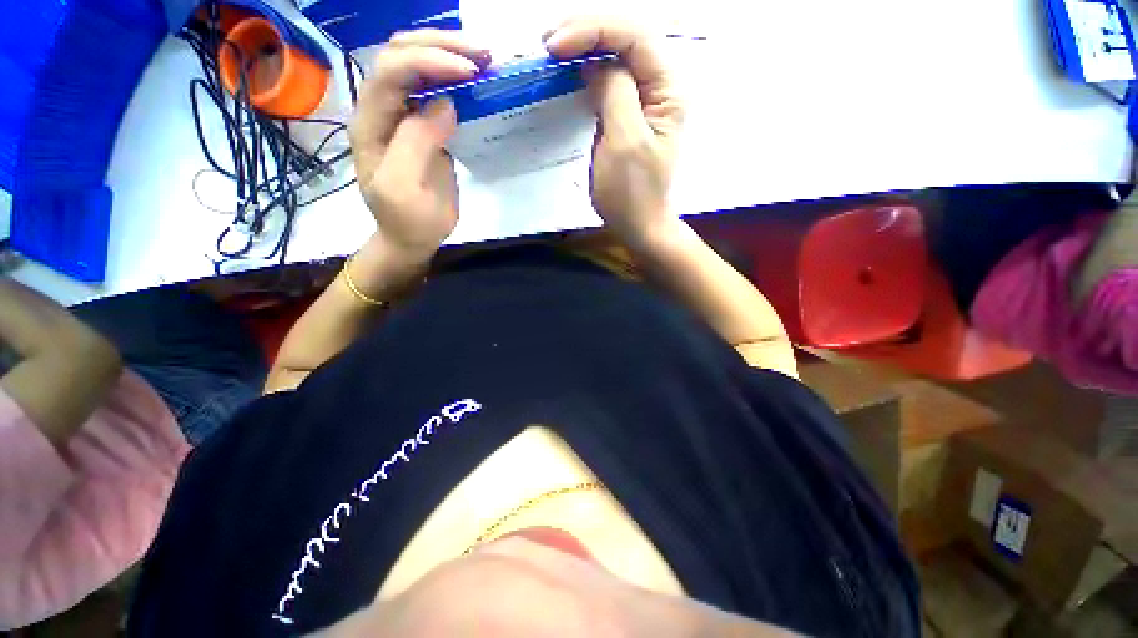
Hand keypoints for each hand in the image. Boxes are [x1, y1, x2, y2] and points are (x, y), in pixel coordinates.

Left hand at [349, 31, 488, 264]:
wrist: (412, 237)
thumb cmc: (407, 220)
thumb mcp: (404, 188)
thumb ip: (416, 142)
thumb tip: (445, 104)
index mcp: (370, 123)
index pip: (391, 72)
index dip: (428, 62)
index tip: (469, 71)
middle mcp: (382, 110)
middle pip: (400, 54)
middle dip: (440, 45)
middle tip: (482, 54)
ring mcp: (403, 115)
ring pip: (417, 65)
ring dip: (448, 53)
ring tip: (484, 59)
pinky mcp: (423, 126)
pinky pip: (434, 89)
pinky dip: (455, 76)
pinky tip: (476, 77)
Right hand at [545, 19, 684, 248]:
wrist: (639, 225)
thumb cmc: (633, 192)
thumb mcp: (624, 141)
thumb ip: (614, 92)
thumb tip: (594, 61)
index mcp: (667, 90)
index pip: (634, 37)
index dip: (594, 31)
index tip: (555, 46)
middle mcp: (659, 88)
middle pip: (626, 39)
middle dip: (587, 32)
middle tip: (548, 43)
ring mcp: (644, 102)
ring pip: (616, 57)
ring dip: (584, 48)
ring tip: (553, 51)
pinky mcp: (628, 117)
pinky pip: (608, 82)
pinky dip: (586, 72)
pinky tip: (568, 72)